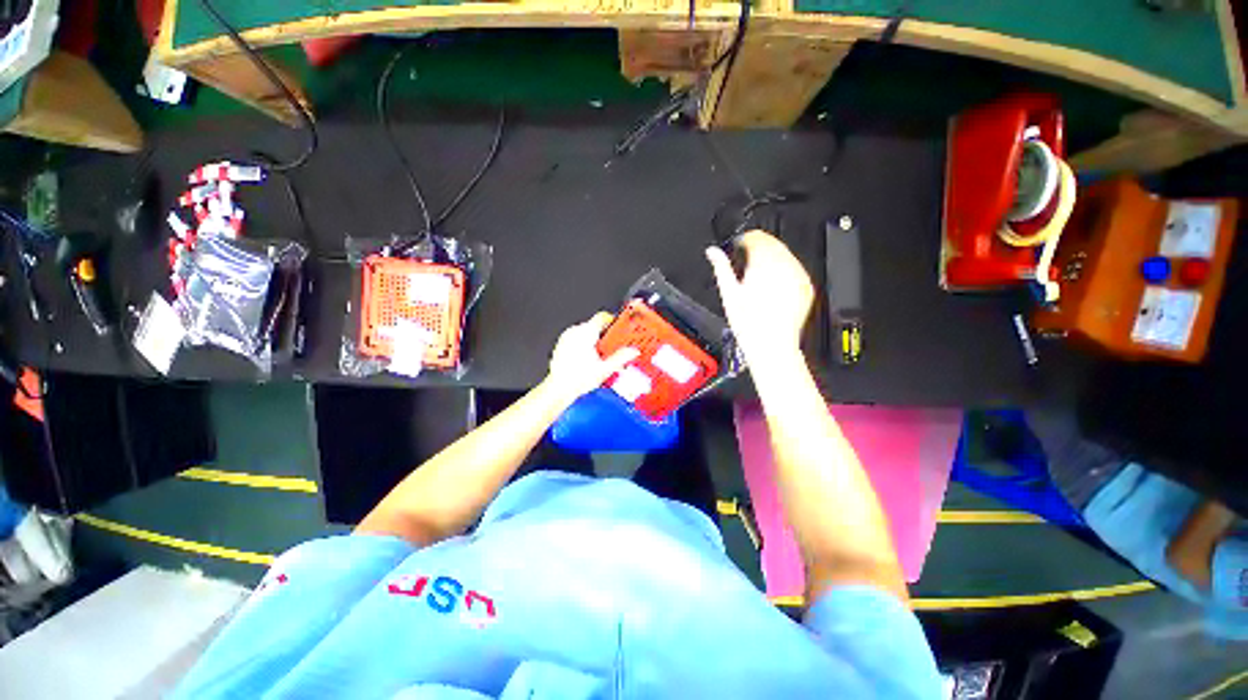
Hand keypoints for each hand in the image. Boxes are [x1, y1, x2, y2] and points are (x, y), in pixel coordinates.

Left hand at [543, 313, 639, 402]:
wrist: (559, 389)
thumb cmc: (576, 379)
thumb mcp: (605, 369)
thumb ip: (621, 357)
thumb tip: (632, 351)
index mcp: (585, 333)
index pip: (603, 317)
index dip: (614, 321)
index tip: (621, 328)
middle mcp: (575, 332)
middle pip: (595, 326)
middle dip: (606, 336)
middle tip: (613, 348)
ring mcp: (567, 338)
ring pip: (586, 333)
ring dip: (595, 341)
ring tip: (601, 357)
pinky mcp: (562, 345)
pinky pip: (577, 339)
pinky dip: (585, 345)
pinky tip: (589, 359)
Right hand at [706, 230, 813, 364]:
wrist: (771, 344)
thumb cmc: (749, 323)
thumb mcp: (729, 292)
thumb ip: (721, 267)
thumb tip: (712, 252)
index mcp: (763, 263)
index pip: (756, 237)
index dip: (745, 240)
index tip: (739, 246)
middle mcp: (784, 265)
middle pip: (772, 243)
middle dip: (759, 248)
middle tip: (747, 260)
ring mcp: (798, 275)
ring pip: (785, 255)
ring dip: (772, 258)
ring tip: (759, 275)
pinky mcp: (806, 286)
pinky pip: (795, 269)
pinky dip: (784, 271)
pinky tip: (773, 285)